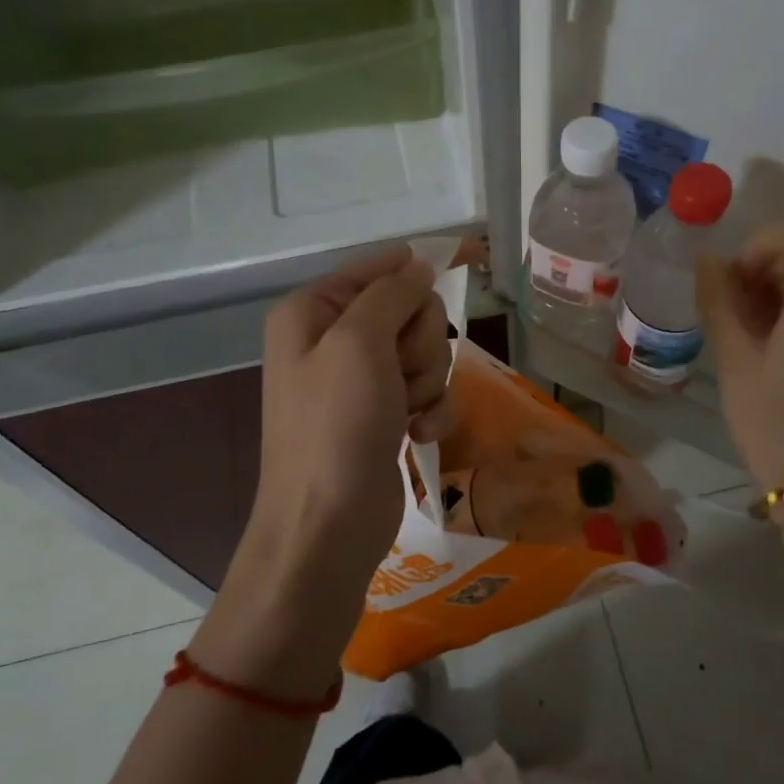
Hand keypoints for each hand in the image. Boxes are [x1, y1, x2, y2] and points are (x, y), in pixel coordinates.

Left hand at [199, 247, 454, 696]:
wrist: (328, 526)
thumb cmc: (336, 426)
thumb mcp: (358, 344)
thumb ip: (391, 294)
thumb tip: (418, 265)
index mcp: (312, 311)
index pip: (378, 268)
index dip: (418, 269)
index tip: (471, 257)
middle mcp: (334, 340)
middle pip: (410, 310)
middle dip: (420, 343)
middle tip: (401, 374)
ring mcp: (361, 381)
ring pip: (426, 352)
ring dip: (428, 381)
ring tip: (407, 412)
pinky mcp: (386, 415)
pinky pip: (428, 391)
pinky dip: (432, 411)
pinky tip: (420, 436)